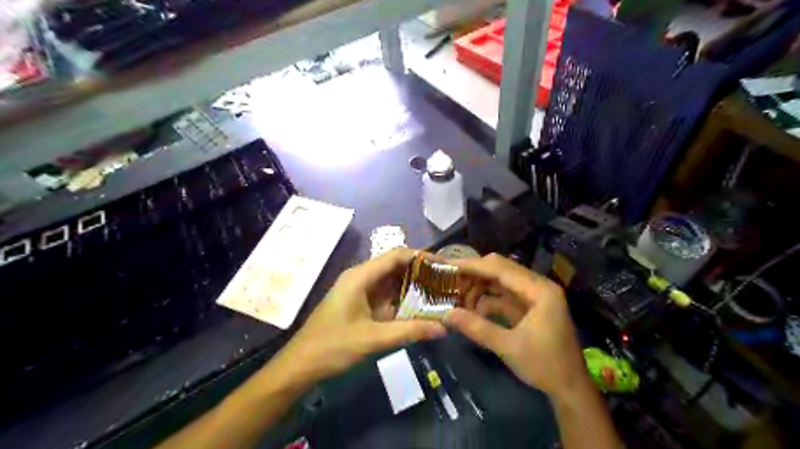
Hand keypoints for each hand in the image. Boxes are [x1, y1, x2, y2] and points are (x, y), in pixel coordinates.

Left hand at [278, 248, 442, 383]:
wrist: (301, 364)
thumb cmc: (333, 346)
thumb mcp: (374, 339)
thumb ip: (409, 331)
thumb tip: (443, 328)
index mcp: (360, 276)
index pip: (396, 255)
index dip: (421, 256)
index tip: (443, 265)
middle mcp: (361, 277)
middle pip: (395, 265)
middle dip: (420, 271)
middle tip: (446, 280)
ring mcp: (359, 289)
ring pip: (391, 280)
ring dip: (413, 285)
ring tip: (439, 292)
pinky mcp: (359, 302)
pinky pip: (385, 294)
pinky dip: (402, 298)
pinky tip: (419, 307)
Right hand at [444, 255, 585, 397]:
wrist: (570, 389)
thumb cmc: (545, 366)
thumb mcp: (508, 347)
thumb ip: (477, 328)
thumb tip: (446, 314)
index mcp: (539, 290)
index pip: (500, 268)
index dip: (473, 265)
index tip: (448, 265)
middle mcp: (538, 286)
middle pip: (500, 270)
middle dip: (474, 275)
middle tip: (449, 282)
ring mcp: (534, 296)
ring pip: (500, 282)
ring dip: (479, 288)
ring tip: (456, 297)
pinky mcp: (529, 307)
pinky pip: (503, 296)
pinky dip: (486, 301)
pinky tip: (470, 309)